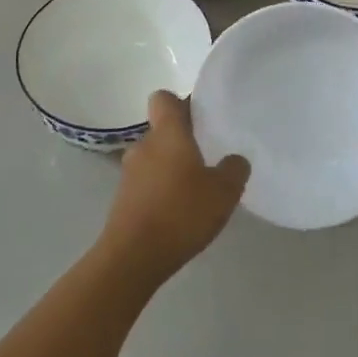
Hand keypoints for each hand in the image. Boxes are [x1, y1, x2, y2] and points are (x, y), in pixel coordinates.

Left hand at [99, 91, 249, 286]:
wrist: (132, 258)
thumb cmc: (180, 213)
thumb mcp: (223, 192)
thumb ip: (234, 169)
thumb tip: (235, 159)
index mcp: (167, 133)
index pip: (164, 98)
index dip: (180, 103)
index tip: (200, 118)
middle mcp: (144, 146)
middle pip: (162, 130)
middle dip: (182, 141)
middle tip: (208, 158)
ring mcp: (129, 174)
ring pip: (154, 159)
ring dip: (171, 169)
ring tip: (195, 191)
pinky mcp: (122, 201)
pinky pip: (146, 184)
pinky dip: (160, 191)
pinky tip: (178, 213)